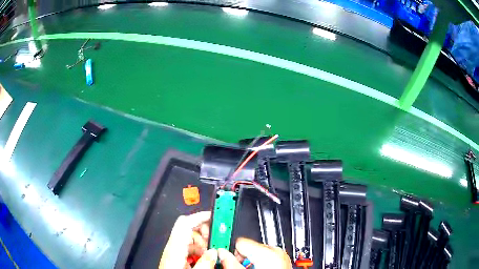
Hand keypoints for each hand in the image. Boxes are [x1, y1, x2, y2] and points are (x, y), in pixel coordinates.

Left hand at [159, 211, 216, 268]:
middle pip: (188, 229)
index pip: (185, 224)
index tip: (214, 217)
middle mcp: (173, 247)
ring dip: (203, 243)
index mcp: (175, 248)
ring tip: (212, 253)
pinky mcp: (176, 257)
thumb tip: (214, 252)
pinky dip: (199, 250)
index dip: (199, 217)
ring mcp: (173, 251)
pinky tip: (204, 259)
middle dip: (204, 232)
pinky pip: (189, 248)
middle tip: (217, 240)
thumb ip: (205, 263)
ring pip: (190, 239)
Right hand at [217, 238, 291, 268]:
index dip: (230, 251)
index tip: (224, 258)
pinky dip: (259, 263)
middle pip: (248, 247)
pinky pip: (266, 258)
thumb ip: (231, 263)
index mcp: (267, 252)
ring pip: (256, 253)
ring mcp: (281, 256)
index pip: (239, 242)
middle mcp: (276, 251)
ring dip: (249, 261)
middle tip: (236, 267)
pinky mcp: (282, 261)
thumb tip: (222, 254)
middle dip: (240, 258)